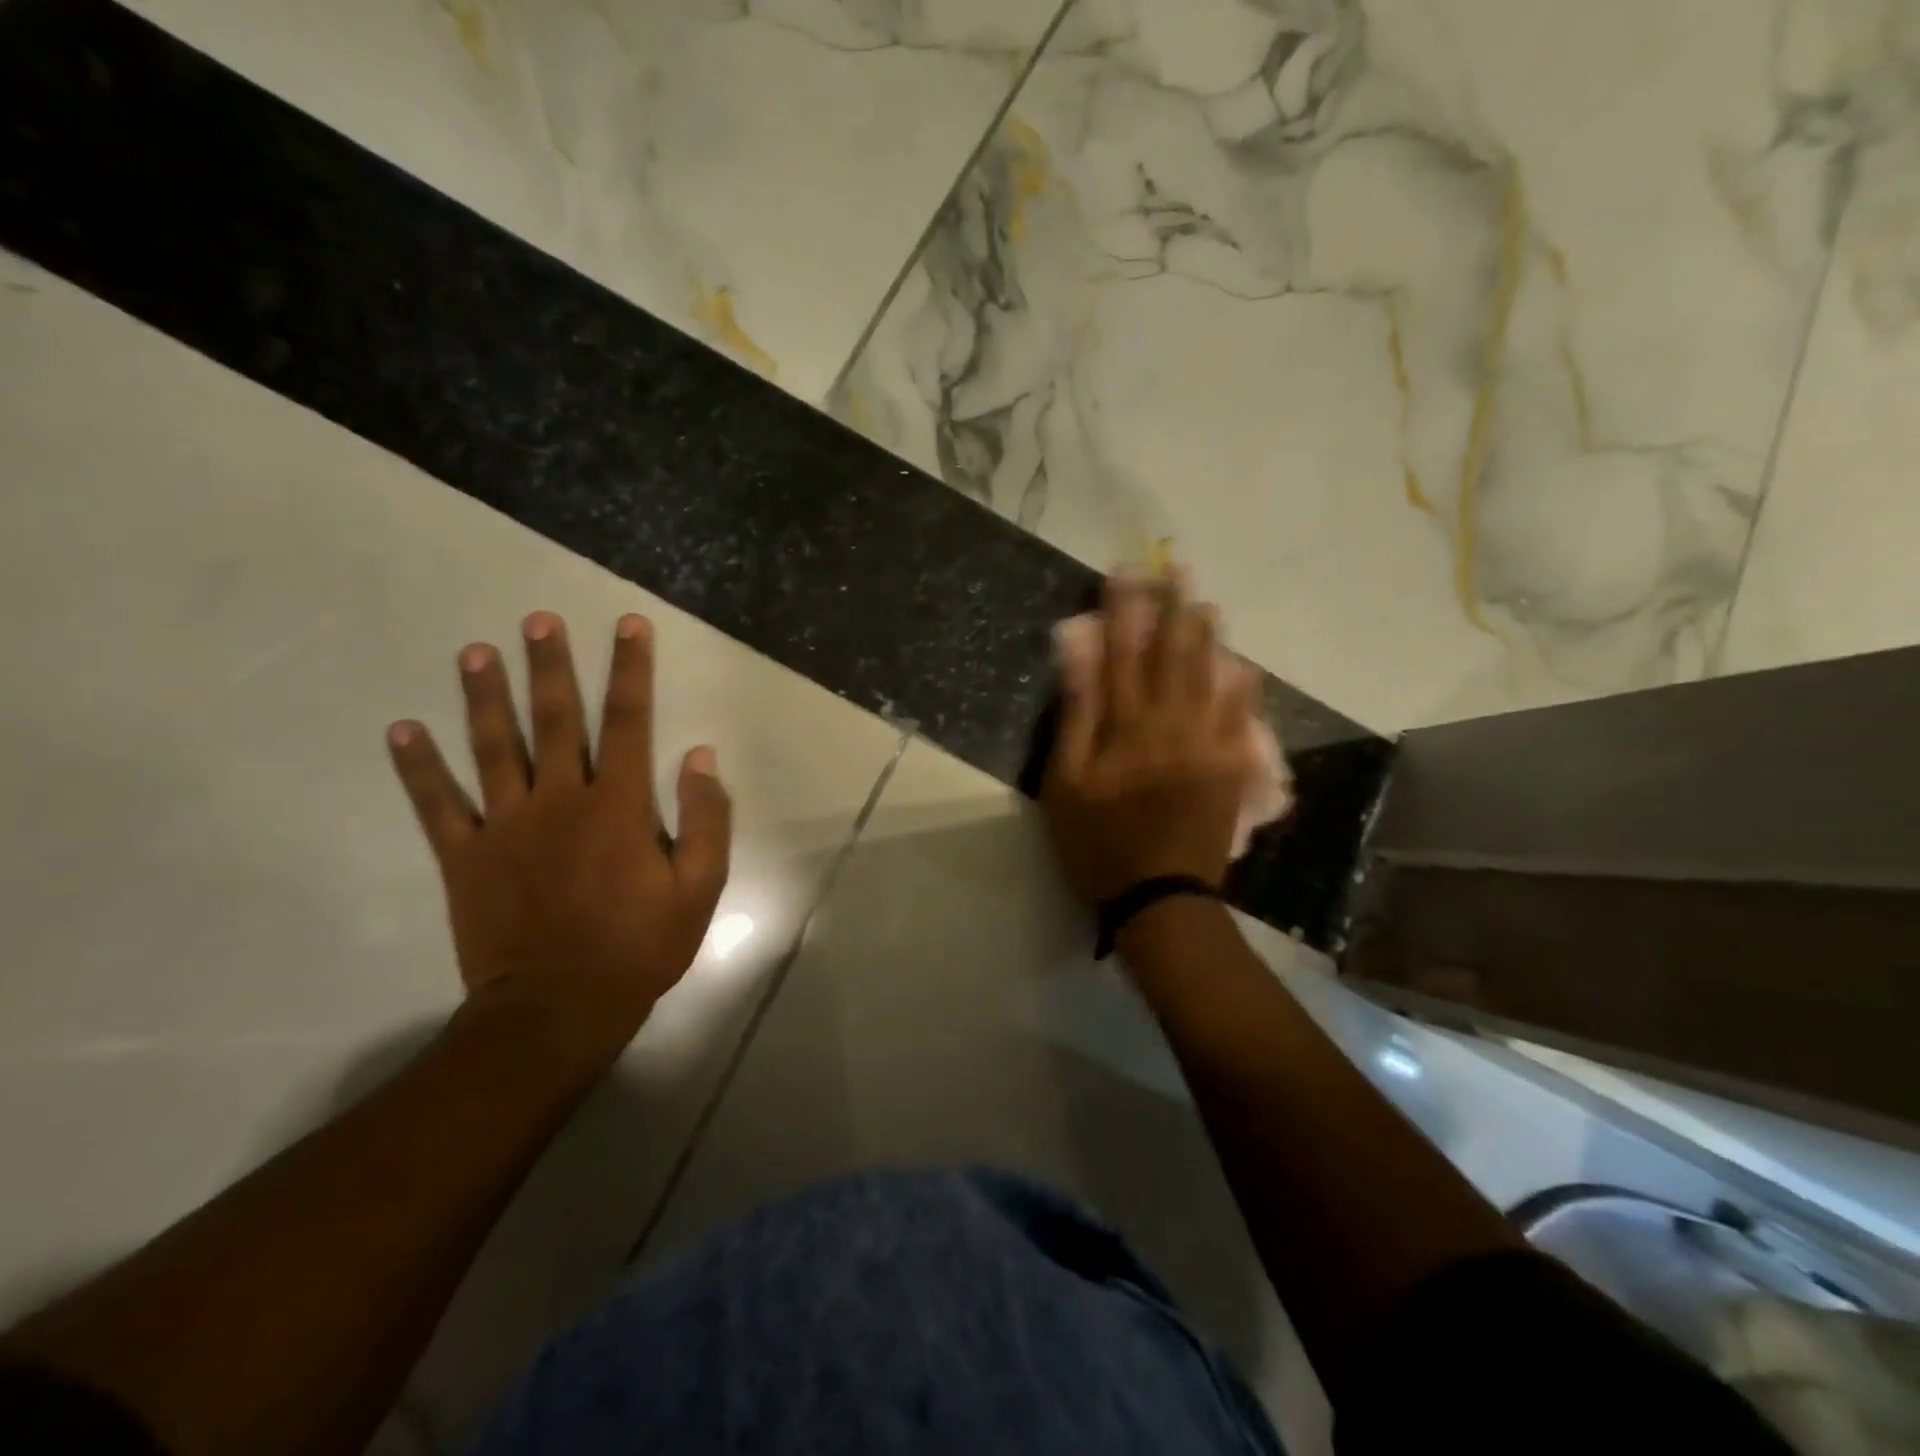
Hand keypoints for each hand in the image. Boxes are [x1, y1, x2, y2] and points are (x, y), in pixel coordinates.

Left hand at [387, 611, 731, 1055]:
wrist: (559, 1010)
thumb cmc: (639, 947)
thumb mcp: (700, 888)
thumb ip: (705, 819)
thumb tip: (700, 756)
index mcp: (618, 806)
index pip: (628, 721)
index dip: (630, 670)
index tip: (628, 625)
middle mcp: (559, 801)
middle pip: (555, 719)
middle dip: (549, 666)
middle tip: (537, 619)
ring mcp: (506, 826)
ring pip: (492, 748)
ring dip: (483, 697)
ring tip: (474, 652)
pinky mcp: (465, 858)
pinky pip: (437, 805)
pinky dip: (418, 768)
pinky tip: (400, 730)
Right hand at [1042, 576, 1259, 907]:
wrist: (1161, 897)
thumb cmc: (1099, 843)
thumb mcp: (1066, 783)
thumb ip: (1076, 715)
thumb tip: (1078, 655)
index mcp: (1128, 727)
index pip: (1122, 654)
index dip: (1122, 610)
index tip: (1124, 573)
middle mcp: (1173, 724)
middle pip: (1174, 655)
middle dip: (1174, 609)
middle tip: (1178, 571)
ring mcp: (1209, 744)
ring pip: (1212, 677)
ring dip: (1208, 638)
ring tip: (1208, 604)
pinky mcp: (1232, 768)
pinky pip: (1242, 717)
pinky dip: (1242, 687)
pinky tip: (1242, 666)